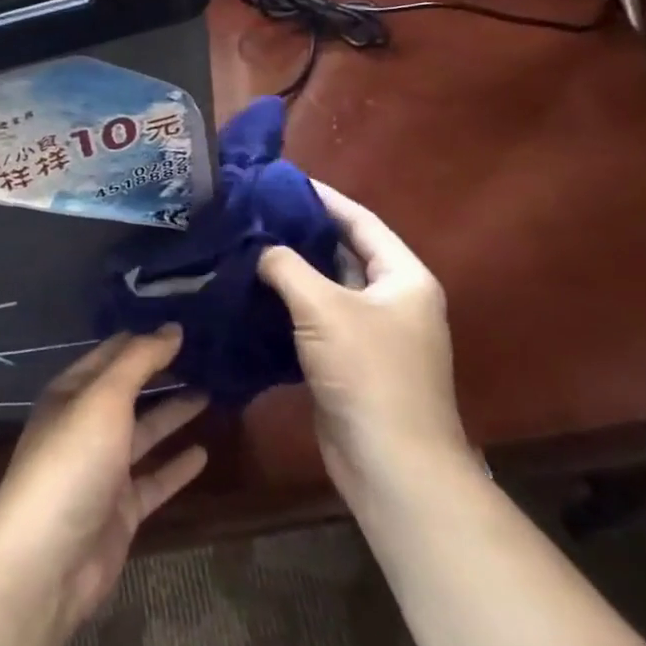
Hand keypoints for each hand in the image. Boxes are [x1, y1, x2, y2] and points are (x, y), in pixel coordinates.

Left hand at [0, 329, 208, 631]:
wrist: (46, 562)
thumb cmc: (71, 463)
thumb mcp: (104, 399)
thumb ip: (139, 361)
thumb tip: (173, 327)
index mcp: (71, 393)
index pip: (113, 353)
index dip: (145, 338)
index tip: (185, 323)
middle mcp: (86, 425)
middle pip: (129, 391)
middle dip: (162, 373)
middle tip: (208, 356)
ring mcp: (103, 469)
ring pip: (144, 432)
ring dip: (173, 414)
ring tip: (213, 393)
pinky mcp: (121, 509)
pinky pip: (155, 479)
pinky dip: (177, 466)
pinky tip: (205, 453)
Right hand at [258, 183, 472, 505]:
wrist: (390, 464)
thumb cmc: (368, 373)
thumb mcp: (324, 308)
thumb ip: (288, 267)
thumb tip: (259, 249)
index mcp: (403, 278)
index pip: (361, 222)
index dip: (323, 198)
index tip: (281, 181)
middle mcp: (392, 300)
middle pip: (341, 253)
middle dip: (300, 234)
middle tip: (251, 214)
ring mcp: (371, 334)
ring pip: (324, 289)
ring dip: (289, 272)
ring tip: (242, 247)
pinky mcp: (347, 362)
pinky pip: (314, 321)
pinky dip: (285, 307)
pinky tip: (249, 295)